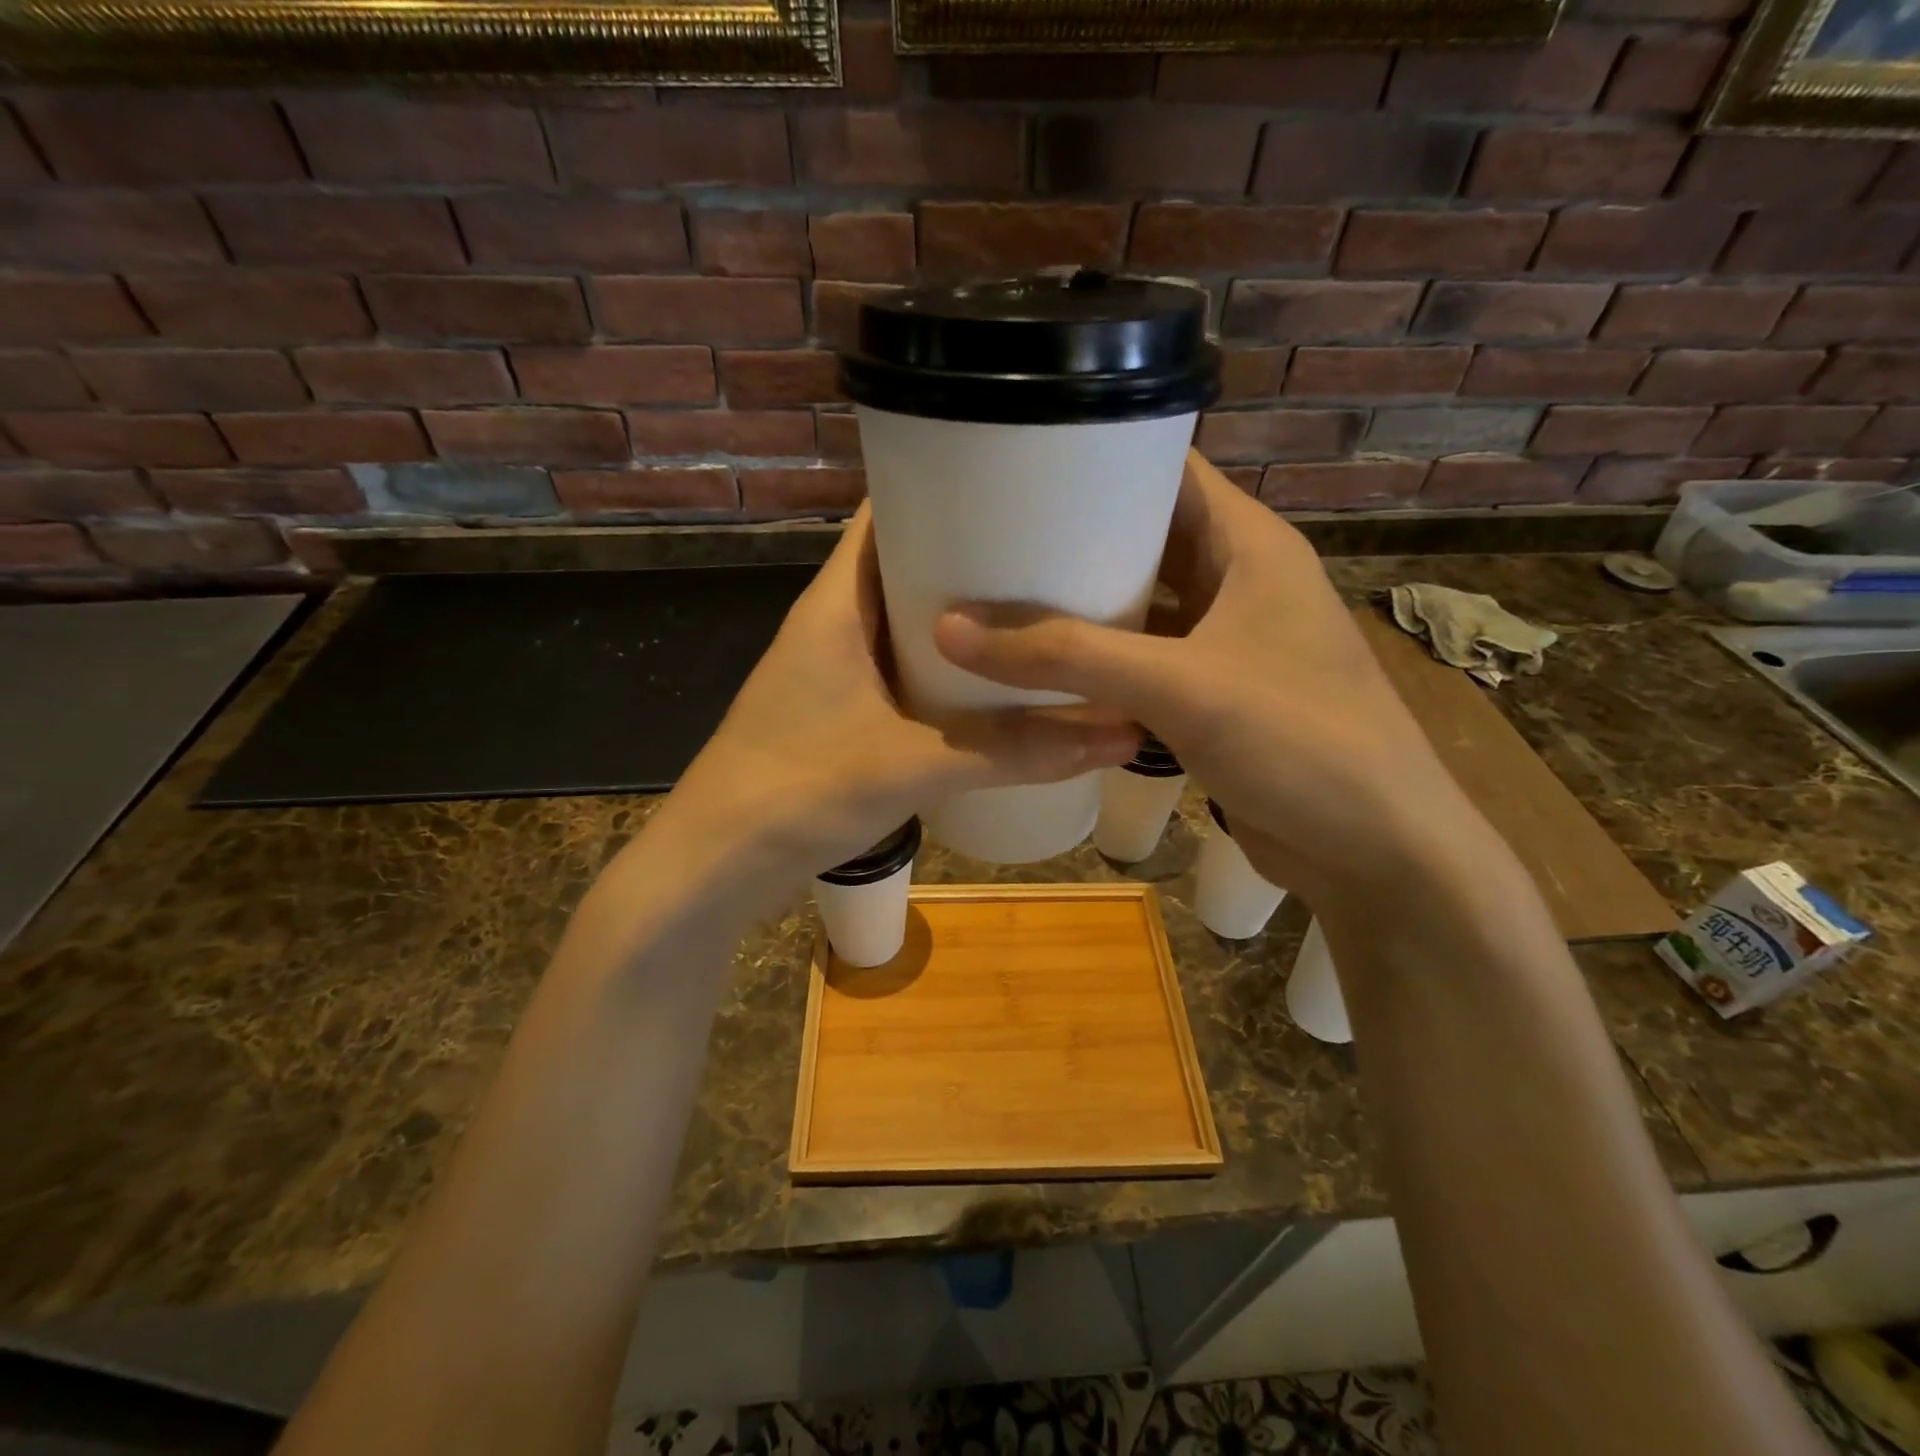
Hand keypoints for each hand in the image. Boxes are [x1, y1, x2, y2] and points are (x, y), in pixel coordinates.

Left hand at [662, 504, 1138, 894]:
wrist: (717, 865)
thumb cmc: (797, 791)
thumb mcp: (912, 765)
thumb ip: (1012, 752)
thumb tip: (1118, 735)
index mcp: (837, 603)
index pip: (889, 513)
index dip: (949, 487)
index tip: (1022, 483)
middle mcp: (837, 624)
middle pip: (912, 567)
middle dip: (977, 558)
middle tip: (1059, 552)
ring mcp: (840, 671)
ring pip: (913, 625)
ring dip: (967, 622)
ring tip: (1044, 610)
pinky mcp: (847, 714)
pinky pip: (909, 673)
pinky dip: (951, 672)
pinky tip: (1001, 685)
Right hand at [933, 450, 1482, 907]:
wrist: (1376, 851)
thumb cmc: (1298, 741)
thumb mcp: (1179, 686)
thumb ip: (1067, 656)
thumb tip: (951, 629)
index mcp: (1248, 545)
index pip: (1167, 470)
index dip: (1098, 459)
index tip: (1016, 466)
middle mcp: (1238, 582)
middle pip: (1144, 539)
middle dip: (1073, 539)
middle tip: (987, 538)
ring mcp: (1225, 643)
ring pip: (1139, 606)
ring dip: (1081, 606)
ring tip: (997, 596)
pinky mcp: (1212, 697)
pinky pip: (1142, 662)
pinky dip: (1097, 663)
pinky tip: (1041, 669)